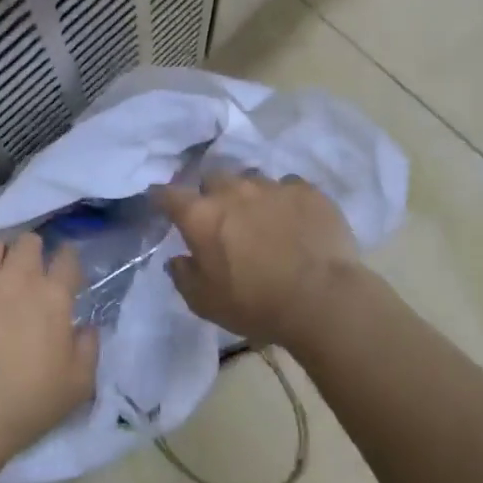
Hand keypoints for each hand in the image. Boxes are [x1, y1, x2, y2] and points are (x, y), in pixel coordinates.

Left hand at [0, 232, 97, 463]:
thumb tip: (86, 325)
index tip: (62, 270)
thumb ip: (89, 348)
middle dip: (29, 252)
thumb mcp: (78, 385)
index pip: (67, 258)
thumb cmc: (24, 405)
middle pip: (27, 242)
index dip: (66, 260)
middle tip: (23, 273)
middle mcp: (16, 276)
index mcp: (52, 296)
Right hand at [155, 172, 364, 348]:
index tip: (160, 203)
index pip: (168, 195)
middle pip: (212, 178)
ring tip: (261, 218)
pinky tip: (294, 219)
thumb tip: (178, 259)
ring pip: (251, 180)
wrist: (322, 299)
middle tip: (220, 218)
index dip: (161, 198)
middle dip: (211, 194)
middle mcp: (233, 191)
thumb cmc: (255, 304)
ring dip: (249, 196)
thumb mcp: (205, 302)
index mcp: (201, 216)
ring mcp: (273, 187)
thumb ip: (183, 276)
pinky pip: (289, 186)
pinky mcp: (308, 191)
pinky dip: (285, 200)